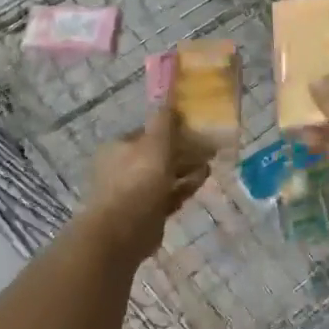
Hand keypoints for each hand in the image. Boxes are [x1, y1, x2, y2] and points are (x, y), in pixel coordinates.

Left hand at [82, 107, 211, 262]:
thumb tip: (169, 97)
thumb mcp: (155, 142)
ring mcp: (135, 192)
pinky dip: (184, 187)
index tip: (195, 128)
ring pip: (166, 175)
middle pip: (158, 154)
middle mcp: (123, 168)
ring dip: (187, 169)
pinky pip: (169, 195)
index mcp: (119, 148)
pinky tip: (201, 181)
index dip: (172, 129)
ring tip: (209, 164)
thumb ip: (164, 120)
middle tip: (208, 148)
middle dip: (183, 151)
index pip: (148, 132)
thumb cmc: (138, 179)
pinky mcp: (147, 213)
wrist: (124, 231)